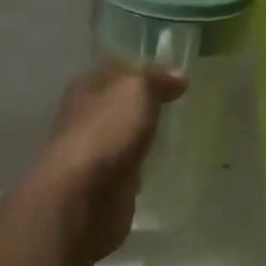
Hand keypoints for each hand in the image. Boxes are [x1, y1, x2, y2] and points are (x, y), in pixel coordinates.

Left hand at [32, 64, 187, 264]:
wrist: (81, 195)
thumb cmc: (106, 132)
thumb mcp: (136, 90)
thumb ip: (156, 79)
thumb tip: (178, 76)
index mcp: (87, 86)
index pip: (118, 70)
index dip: (145, 70)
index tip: (177, 77)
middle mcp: (86, 115)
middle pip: (120, 103)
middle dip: (146, 104)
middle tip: (183, 104)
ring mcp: (94, 150)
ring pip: (124, 134)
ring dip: (144, 134)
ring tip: (179, 132)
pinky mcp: (104, 182)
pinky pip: (128, 165)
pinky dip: (142, 164)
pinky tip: (163, 164)